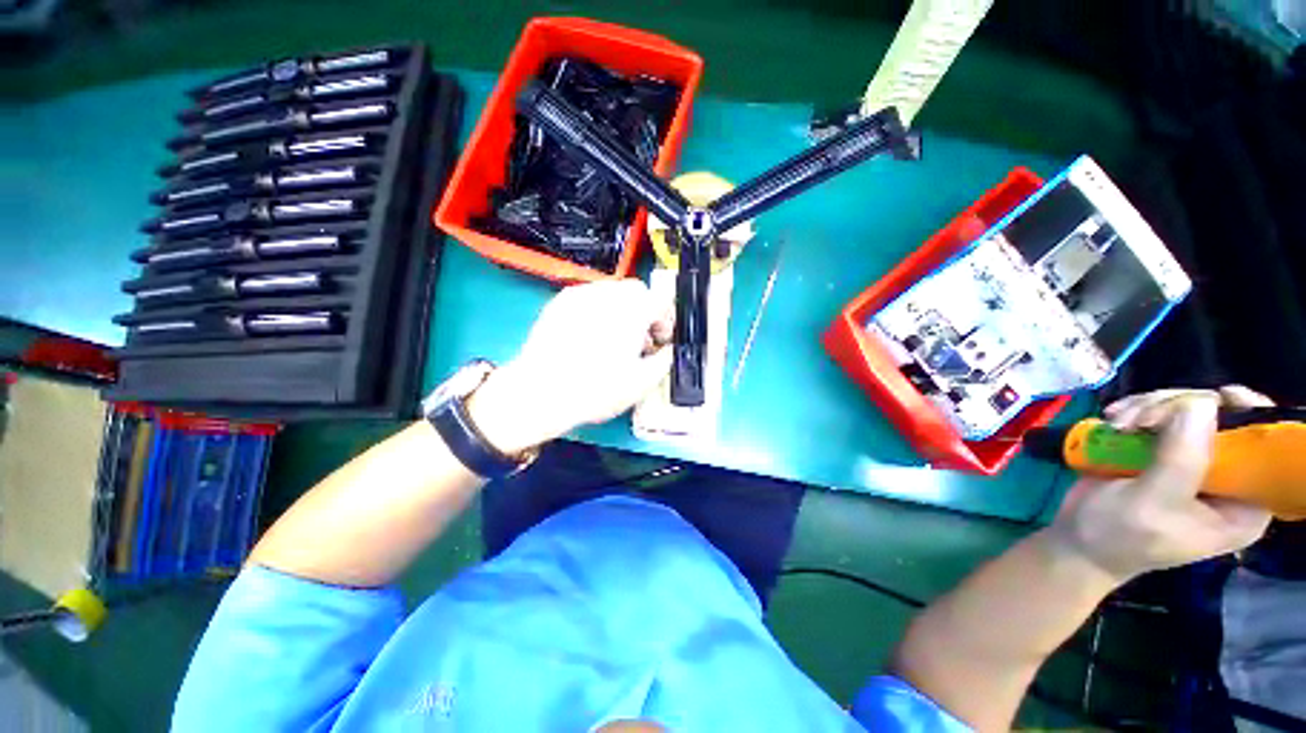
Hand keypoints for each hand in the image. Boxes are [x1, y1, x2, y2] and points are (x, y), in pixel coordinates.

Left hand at [467, 280, 672, 454]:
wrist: (541, 392)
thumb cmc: (595, 389)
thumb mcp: (642, 382)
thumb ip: (665, 360)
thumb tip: (670, 351)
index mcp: (632, 311)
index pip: (661, 300)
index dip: (666, 320)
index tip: (661, 339)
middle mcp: (607, 295)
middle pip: (637, 292)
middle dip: (644, 312)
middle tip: (639, 340)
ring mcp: (580, 296)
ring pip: (612, 292)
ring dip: (622, 310)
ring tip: (614, 339)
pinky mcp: (559, 302)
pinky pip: (588, 298)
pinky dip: (598, 311)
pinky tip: (590, 336)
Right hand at [1046, 386, 1272, 583]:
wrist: (1077, 540)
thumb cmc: (1120, 534)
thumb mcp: (1152, 503)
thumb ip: (1182, 460)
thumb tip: (1202, 402)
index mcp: (1244, 504)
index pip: (1267, 450)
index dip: (1253, 417)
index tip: (1221, 398)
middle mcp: (1227, 478)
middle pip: (1225, 418)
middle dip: (1179, 408)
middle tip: (1139, 420)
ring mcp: (1193, 460)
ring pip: (1189, 408)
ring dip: (1150, 407)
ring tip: (1118, 422)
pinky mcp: (1164, 449)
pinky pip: (1162, 413)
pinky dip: (1137, 409)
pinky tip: (1114, 419)